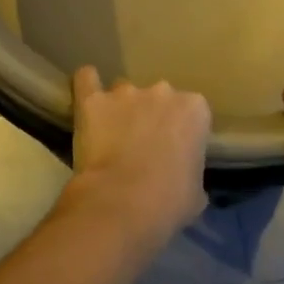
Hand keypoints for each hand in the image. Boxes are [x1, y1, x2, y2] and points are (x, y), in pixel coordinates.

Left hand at [63, 66, 210, 245]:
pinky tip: (87, 97)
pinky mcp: (92, 101)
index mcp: (195, 110)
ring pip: (124, 92)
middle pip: (158, 98)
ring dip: (121, 108)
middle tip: (143, 146)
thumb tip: (181, 178)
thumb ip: (190, 171)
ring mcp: (126, 92)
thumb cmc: (169, 201)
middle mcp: (163, 91)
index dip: (182, 133)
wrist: (123, 203)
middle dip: (152, 116)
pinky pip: (86, 80)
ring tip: (111, 134)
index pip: (192, 113)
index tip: (175, 152)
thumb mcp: (196, 191)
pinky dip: (87, 85)